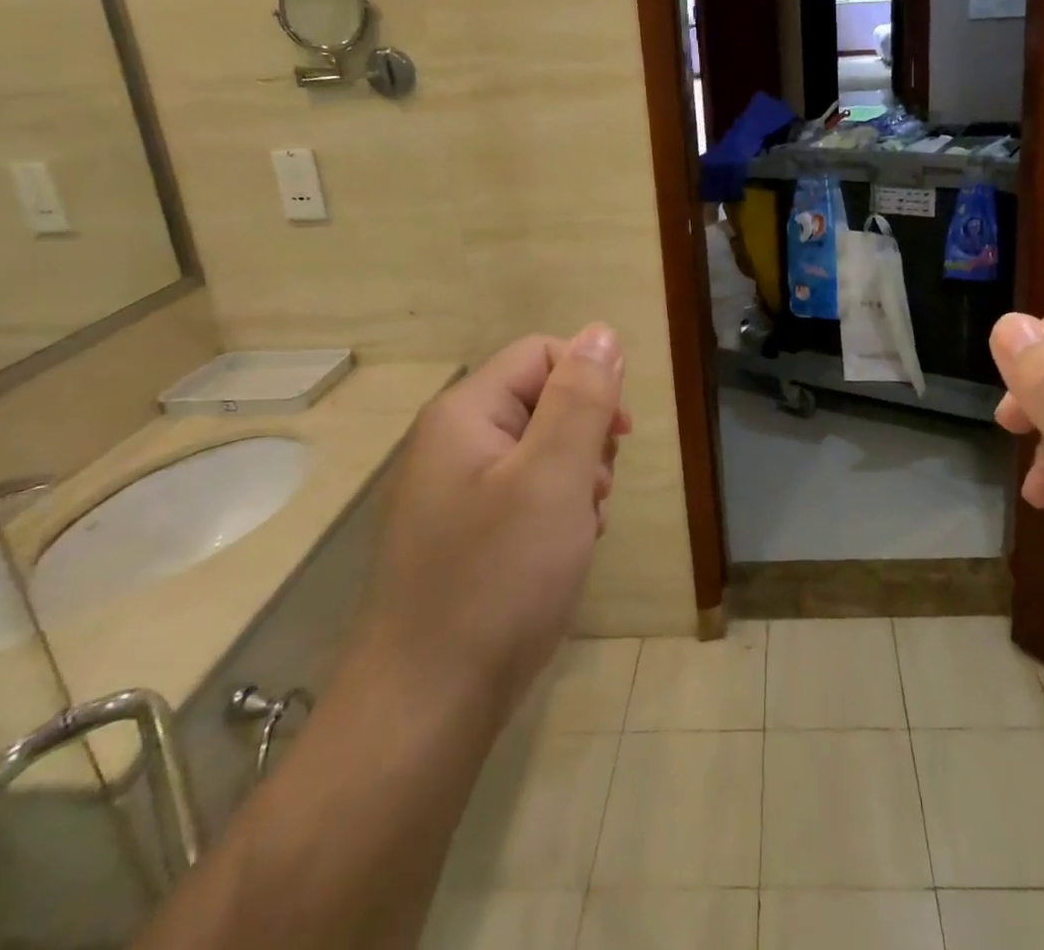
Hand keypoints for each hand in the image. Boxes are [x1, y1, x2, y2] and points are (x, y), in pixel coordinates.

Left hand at [346, 326, 629, 717]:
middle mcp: (452, 444)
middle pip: (541, 403)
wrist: (424, 710)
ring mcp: (453, 494)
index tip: (620, 434)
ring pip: (539, 454)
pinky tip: (560, 557)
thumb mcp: (554, 477)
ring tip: (580, 531)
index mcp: (465, 414)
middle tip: (594, 492)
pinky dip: (553, 517)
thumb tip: (602, 332)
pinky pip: (522, 498)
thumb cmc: (497, 579)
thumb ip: (580, 399)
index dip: (590, 380)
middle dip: (584, 439)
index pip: (542, 354)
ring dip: (574, 482)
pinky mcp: (461, 537)